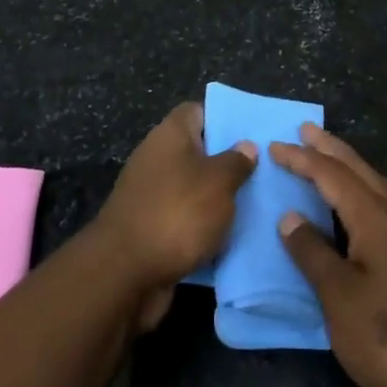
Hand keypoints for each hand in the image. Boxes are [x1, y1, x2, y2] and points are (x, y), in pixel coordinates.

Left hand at [94, 102, 256, 329]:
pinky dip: (202, 228)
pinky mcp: (150, 229)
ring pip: (193, 189)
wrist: (124, 275)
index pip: (197, 111)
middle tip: (262, 173)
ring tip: (254, 206)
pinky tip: (230, 238)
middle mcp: (157, 159)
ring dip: (217, 200)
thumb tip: (245, 146)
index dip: (223, 118)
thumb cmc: (177, 213)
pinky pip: (184, 220)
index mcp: (170, 135)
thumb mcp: (218, 182)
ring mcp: (150, 195)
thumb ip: (236, 162)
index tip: (251, 134)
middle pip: (197, 152)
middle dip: (227, 163)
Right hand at [271, 126, 386, 386]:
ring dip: (352, 165)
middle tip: (306, 130)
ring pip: (378, 183)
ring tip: (333, 157)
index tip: (274, 147)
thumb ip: (313, 253)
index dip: (302, 160)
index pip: (332, 176)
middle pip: (360, 170)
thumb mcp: (339, 297)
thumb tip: (291, 218)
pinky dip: (367, 188)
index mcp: (375, 218)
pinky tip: (364, 203)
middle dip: (331, 149)